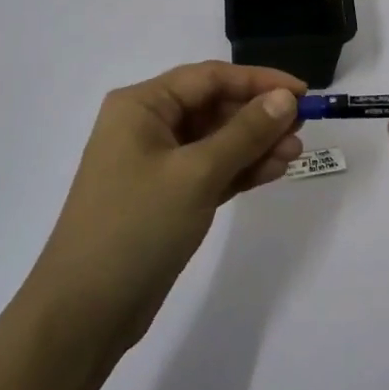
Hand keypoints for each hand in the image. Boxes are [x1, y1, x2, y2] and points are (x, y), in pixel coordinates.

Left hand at [24, 61, 304, 356]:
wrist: (85, 311)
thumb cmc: (137, 226)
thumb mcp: (197, 174)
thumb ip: (244, 133)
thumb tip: (285, 98)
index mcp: (141, 105)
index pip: (209, 77)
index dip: (258, 81)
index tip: (302, 92)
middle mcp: (146, 126)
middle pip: (213, 107)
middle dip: (258, 116)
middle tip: (301, 130)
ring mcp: (155, 164)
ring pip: (215, 141)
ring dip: (254, 144)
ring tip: (294, 155)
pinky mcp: (166, 197)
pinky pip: (210, 170)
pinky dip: (240, 170)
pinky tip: (273, 171)